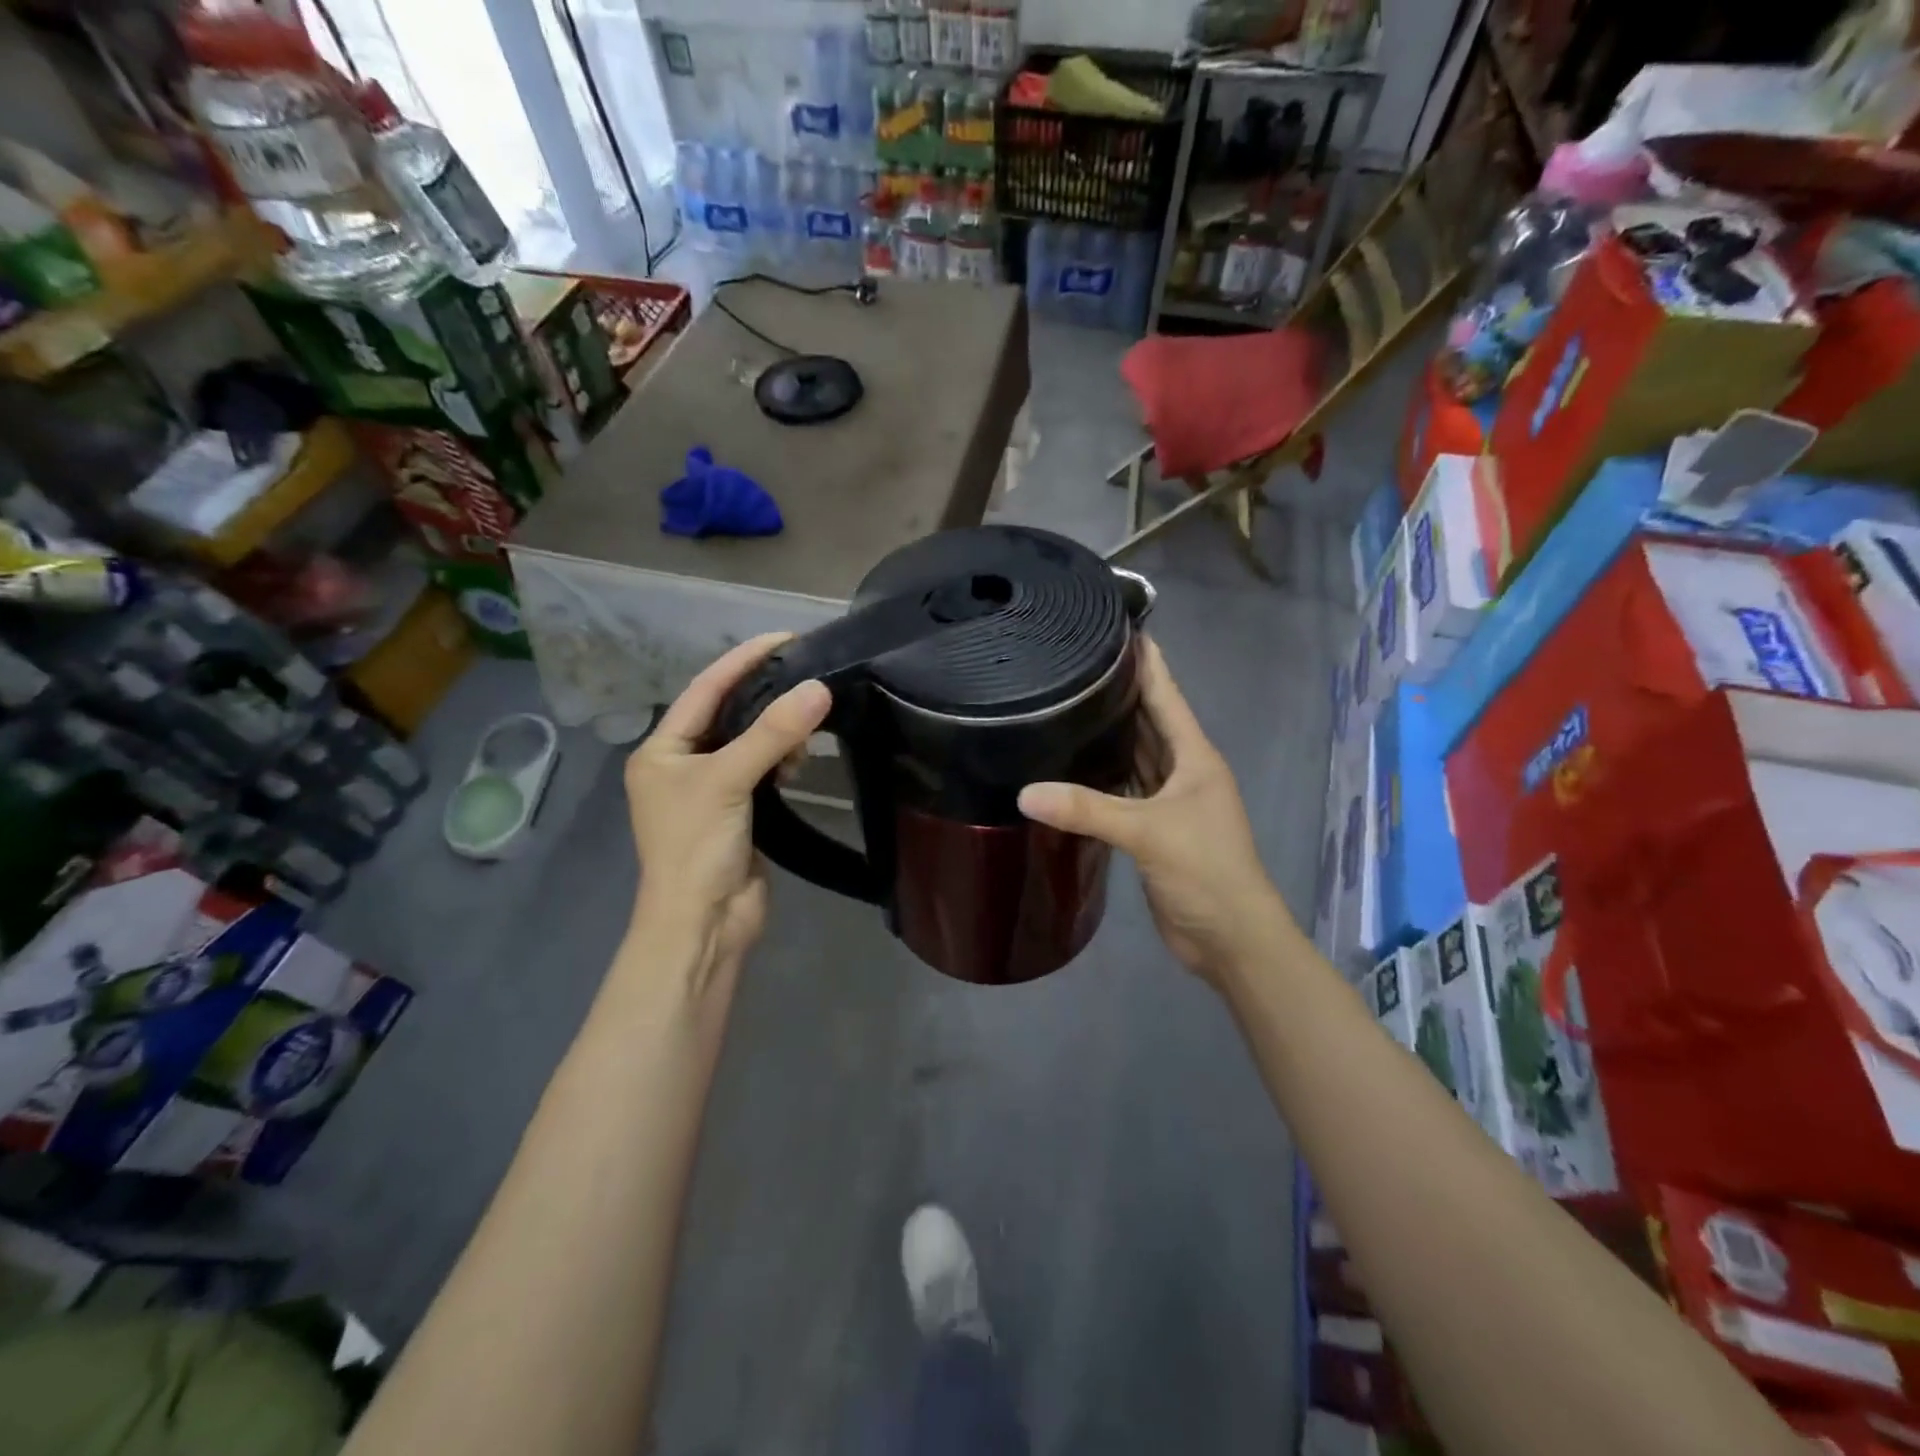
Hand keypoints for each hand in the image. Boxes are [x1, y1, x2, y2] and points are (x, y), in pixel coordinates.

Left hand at [625, 634, 830, 977]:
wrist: (704, 924)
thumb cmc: (697, 848)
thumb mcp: (729, 781)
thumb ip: (772, 734)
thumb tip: (819, 688)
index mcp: (662, 750)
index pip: (705, 689)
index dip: (742, 660)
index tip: (785, 637)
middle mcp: (683, 764)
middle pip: (729, 713)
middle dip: (766, 695)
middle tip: (809, 675)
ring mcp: (712, 789)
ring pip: (750, 742)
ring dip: (778, 732)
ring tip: (807, 727)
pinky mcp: (740, 811)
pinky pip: (763, 770)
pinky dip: (782, 760)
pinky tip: (801, 759)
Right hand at [1018, 638, 1291, 987]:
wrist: (1231, 940)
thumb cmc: (1206, 872)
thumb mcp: (1149, 833)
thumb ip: (1087, 809)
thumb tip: (1023, 793)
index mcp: (1194, 757)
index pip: (1166, 694)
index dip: (1145, 660)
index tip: (1113, 626)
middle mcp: (1183, 771)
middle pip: (1147, 721)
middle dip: (1117, 692)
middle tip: (1070, 663)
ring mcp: (1168, 801)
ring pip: (1134, 757)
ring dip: (1107, 736)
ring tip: (1063, 704)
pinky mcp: (1152, 830)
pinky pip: (1122, 792)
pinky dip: (1100, 779)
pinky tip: (1069, 766)